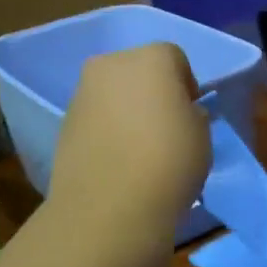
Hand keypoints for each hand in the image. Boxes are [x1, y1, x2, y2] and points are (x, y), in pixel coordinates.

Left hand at [50, 43, 210, 241]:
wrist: (108, 207)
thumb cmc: (169, 162)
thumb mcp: (203, 136)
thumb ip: (192, 115)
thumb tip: (180, 114)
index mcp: (151, 58)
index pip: (175, 59)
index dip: (186, 86)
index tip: (191, 116)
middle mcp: (111, 64)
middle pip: (138, 70)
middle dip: (152, 92)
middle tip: (165, 129)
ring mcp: (82, 93)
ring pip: (113, 93)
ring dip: (126, 111)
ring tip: (139, 150)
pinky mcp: (64, 123)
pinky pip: (96, 118)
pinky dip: (107, 131)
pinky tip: (117, 161)